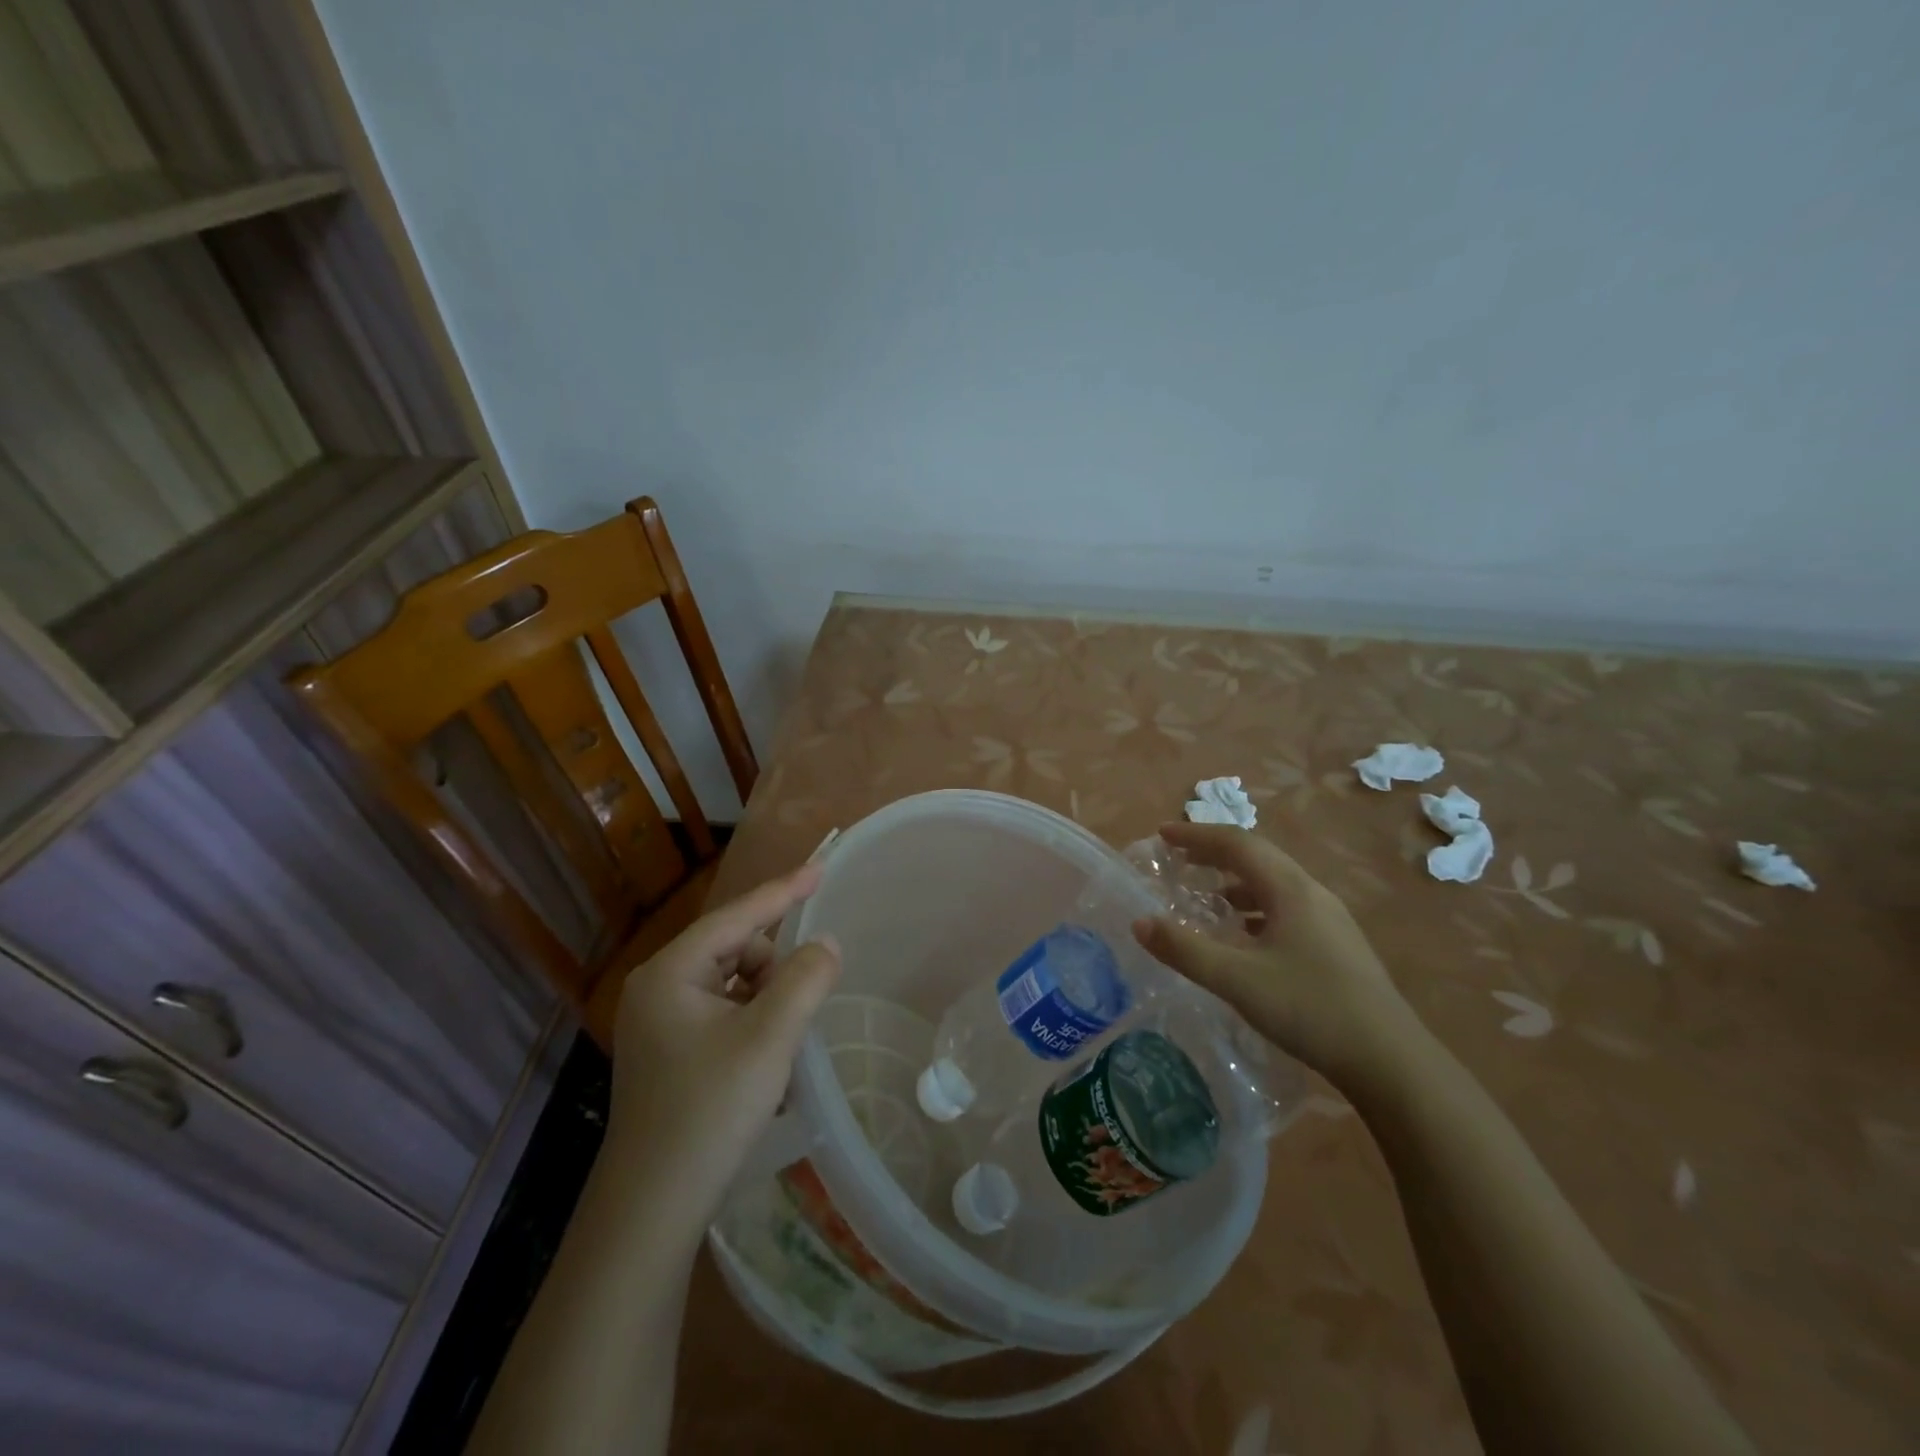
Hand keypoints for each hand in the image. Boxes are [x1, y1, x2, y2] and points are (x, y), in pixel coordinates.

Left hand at [607, 864, 840, 1233]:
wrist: (650, 1211)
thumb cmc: (709, 1112)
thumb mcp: (769, 1039)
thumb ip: (805, 979)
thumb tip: (825, 943)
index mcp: (670, 972)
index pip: (736, 916)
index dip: (783, 891)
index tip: (821, 867)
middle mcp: (658, 988)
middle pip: (734, 949)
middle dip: (773, 968)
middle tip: (797, 1008)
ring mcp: (659, 1022)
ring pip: (731, 983)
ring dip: (765, 999)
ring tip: (780, 1044)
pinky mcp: (668, 1052)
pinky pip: (722, 1013)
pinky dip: (751, 1022)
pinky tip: (764, 1060)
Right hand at [1132, 822, 1419, 1088]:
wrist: (1391, 1062)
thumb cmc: (1310, 1009)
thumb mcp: (1237, 980)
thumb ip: (1184, 949)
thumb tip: (1139, 922)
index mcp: (1290, 889)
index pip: (1237, 843)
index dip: (1197, 835)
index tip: (1161, 834)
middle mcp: (1312, 894)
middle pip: (1257, 858)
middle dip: (1214, 853)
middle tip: (1177, 859)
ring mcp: (1330, 920)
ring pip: (1274, 884)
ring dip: (1235, 881)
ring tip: (1205, 895)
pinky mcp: (1336, 946)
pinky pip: (1286, 909)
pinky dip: (1255, 909)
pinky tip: (1244, 936)